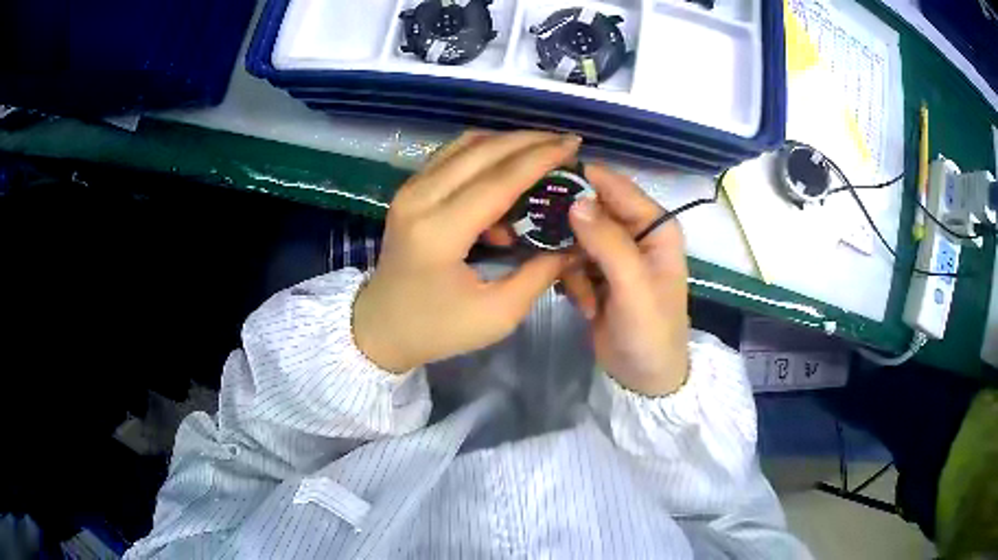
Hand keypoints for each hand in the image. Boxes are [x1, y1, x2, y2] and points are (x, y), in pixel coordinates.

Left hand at [353, 131, 580, 372]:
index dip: (540, 158)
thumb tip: (574, 243)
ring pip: (464, 145)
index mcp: (440, 233)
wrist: (380, 328)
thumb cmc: (437, 329)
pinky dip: (484, 153)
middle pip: (481, 151)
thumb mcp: (497, 315)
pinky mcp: (409, 191)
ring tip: (542, 149)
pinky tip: (508, 168)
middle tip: (566, 141)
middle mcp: (420, 199)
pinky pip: (451, 156)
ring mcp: (409, 190)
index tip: (574, 144)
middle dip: (529, 141)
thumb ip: (539, 275)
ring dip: (506, 142)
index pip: (498, 181)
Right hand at [562, 165, 689, 395]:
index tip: (538, 181)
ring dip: (570, 263)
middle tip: (540, 240)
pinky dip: (572, 281)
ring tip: (577, 291)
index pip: (615, 186)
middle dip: (567, 227)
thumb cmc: (650, 332)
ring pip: (576, 235)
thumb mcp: (633, 288)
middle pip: (591, 208)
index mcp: (655, 226)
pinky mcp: (598, 273)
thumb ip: (608, 242)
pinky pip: (572, 260)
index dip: (580, 180)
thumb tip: (576, 201)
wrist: (645, 379)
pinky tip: (585, 306)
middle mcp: (636, 232)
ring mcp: (615, 253)